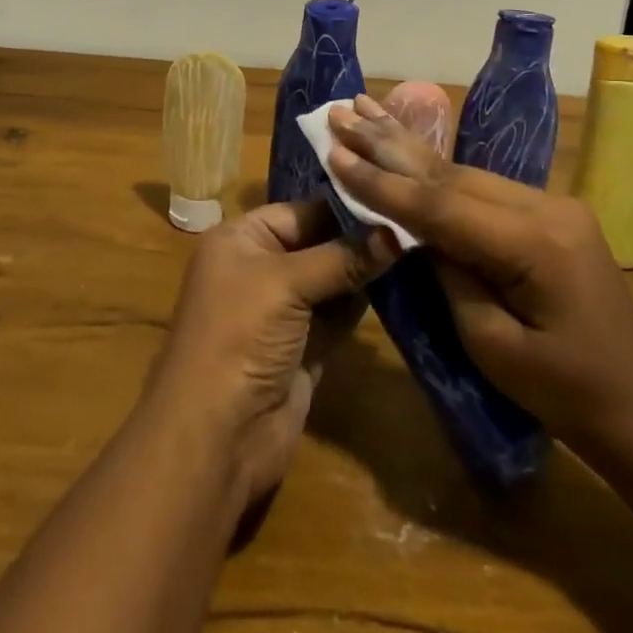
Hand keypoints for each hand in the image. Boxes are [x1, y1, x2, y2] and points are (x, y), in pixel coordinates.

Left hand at [145, 201, 396, 506]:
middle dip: (359, 238)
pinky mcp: (304, 347)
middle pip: (317, 243)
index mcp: (240, 240)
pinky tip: (400, 286)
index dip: (343, 206)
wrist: (216, 435)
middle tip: (414, 224)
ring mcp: (282, 311)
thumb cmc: (240, 336)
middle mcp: (259, 268)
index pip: (299, 211)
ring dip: (366, 270)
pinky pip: (338, 314)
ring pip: (331, 279)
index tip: (395, 198)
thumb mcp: (286, 283)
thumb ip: (341, 257)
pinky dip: (363, 303)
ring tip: (416, 249)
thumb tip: (396, 232)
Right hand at [326, 95, 632, 462]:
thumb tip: (414, 231)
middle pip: (449, 173)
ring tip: (362, 111)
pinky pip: (480, 186)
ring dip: (407, 147)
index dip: (382, 182)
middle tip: (340, 112)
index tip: (334, 154)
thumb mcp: (492, 345)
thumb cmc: (566, 393)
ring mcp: (551, 203)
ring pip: (463, 171)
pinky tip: (404, 144)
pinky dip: (434, 170)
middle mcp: (546, 206)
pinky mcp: (548, 211)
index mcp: (535, 243)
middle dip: (388, 144)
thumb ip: (450, 276)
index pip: (440, 205)